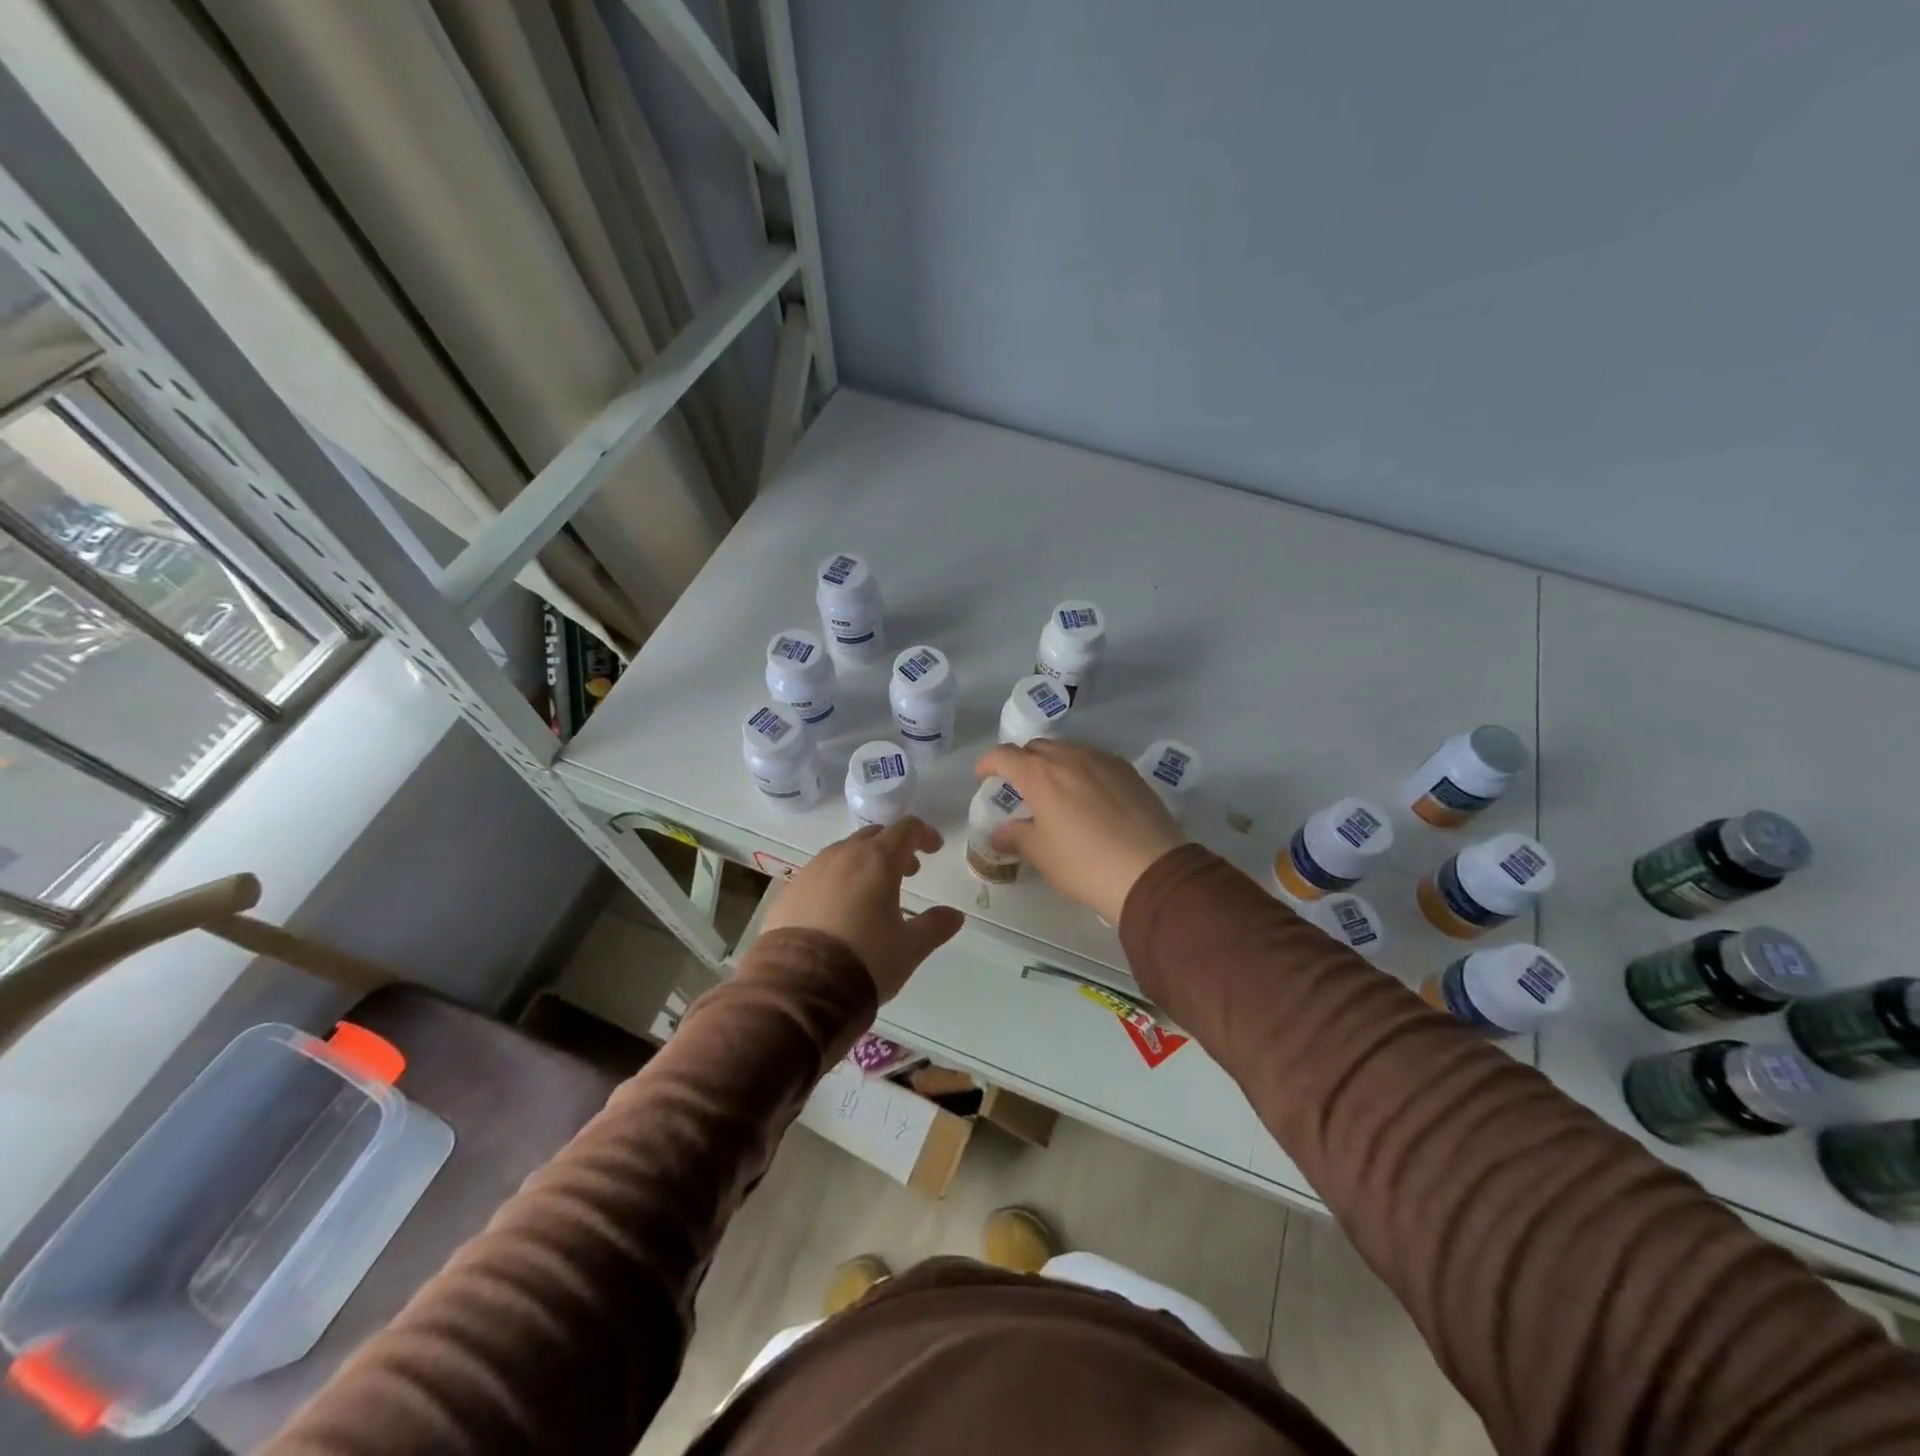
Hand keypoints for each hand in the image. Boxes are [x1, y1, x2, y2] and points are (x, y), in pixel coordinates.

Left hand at [762, 817, 964, 1000]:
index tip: (934, 849)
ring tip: (872, 892)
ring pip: (844, 852)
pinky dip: (837, 879)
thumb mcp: (909, 948)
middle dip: (894, 848)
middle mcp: (843, 855)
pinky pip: (820, 873)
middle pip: (874, 836)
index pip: (906, 829)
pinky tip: (838, 909)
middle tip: (908, 872)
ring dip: (864, 862)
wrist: (799, 987)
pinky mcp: (789, 890)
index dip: (924, 834)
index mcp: (878, 860)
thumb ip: (935, 926)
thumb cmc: (865, 960)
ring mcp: (812, 870)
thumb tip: (954, 915)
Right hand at [974, 741, 1184, 923]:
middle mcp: (1069, 756)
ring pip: (1068, 749)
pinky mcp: (1128, 771)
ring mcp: (1102, 760)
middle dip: (1022, 761)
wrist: (1151, 871)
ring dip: (1053, 762)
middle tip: (1018, 785)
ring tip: (1053, 788)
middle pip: (1037, 747)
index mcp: (1039, 774)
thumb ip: (1016, 836)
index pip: (1004, 755)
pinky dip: (1081, 768)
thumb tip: (999, 831)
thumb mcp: (1042, 854)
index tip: (983, 776)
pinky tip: (1087, 793)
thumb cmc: (1084, 863)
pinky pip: (1094, 759)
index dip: (989, 763)